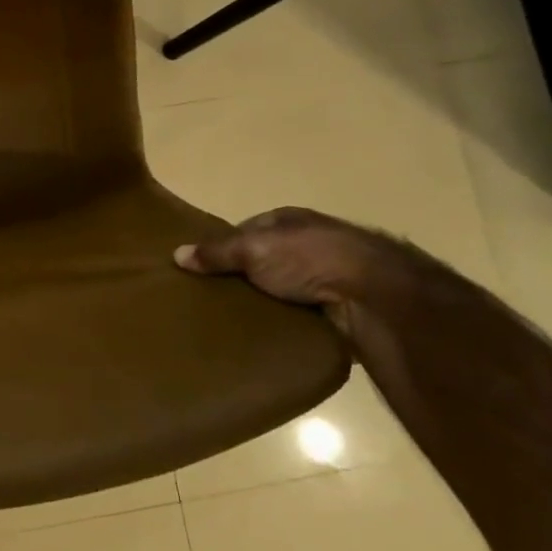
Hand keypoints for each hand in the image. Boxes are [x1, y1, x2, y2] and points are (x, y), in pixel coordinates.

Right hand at [173, 207, 415, 321]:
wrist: (375, 296)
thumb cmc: (309, 259)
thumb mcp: (252, 249)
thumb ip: (216, 252)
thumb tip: (176, 254)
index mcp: (289, 219)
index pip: (247, 229)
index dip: (225, 246)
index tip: (204, 269)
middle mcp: (311, 241)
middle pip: (266, 258)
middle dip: (246, 275)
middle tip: (216, 297)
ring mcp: (331, 273)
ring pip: (286, 286)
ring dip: (269, 299)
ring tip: (238, 318)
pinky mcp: (343, 305)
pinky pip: (304, 311)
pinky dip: (290, 319)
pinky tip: (272, 332)